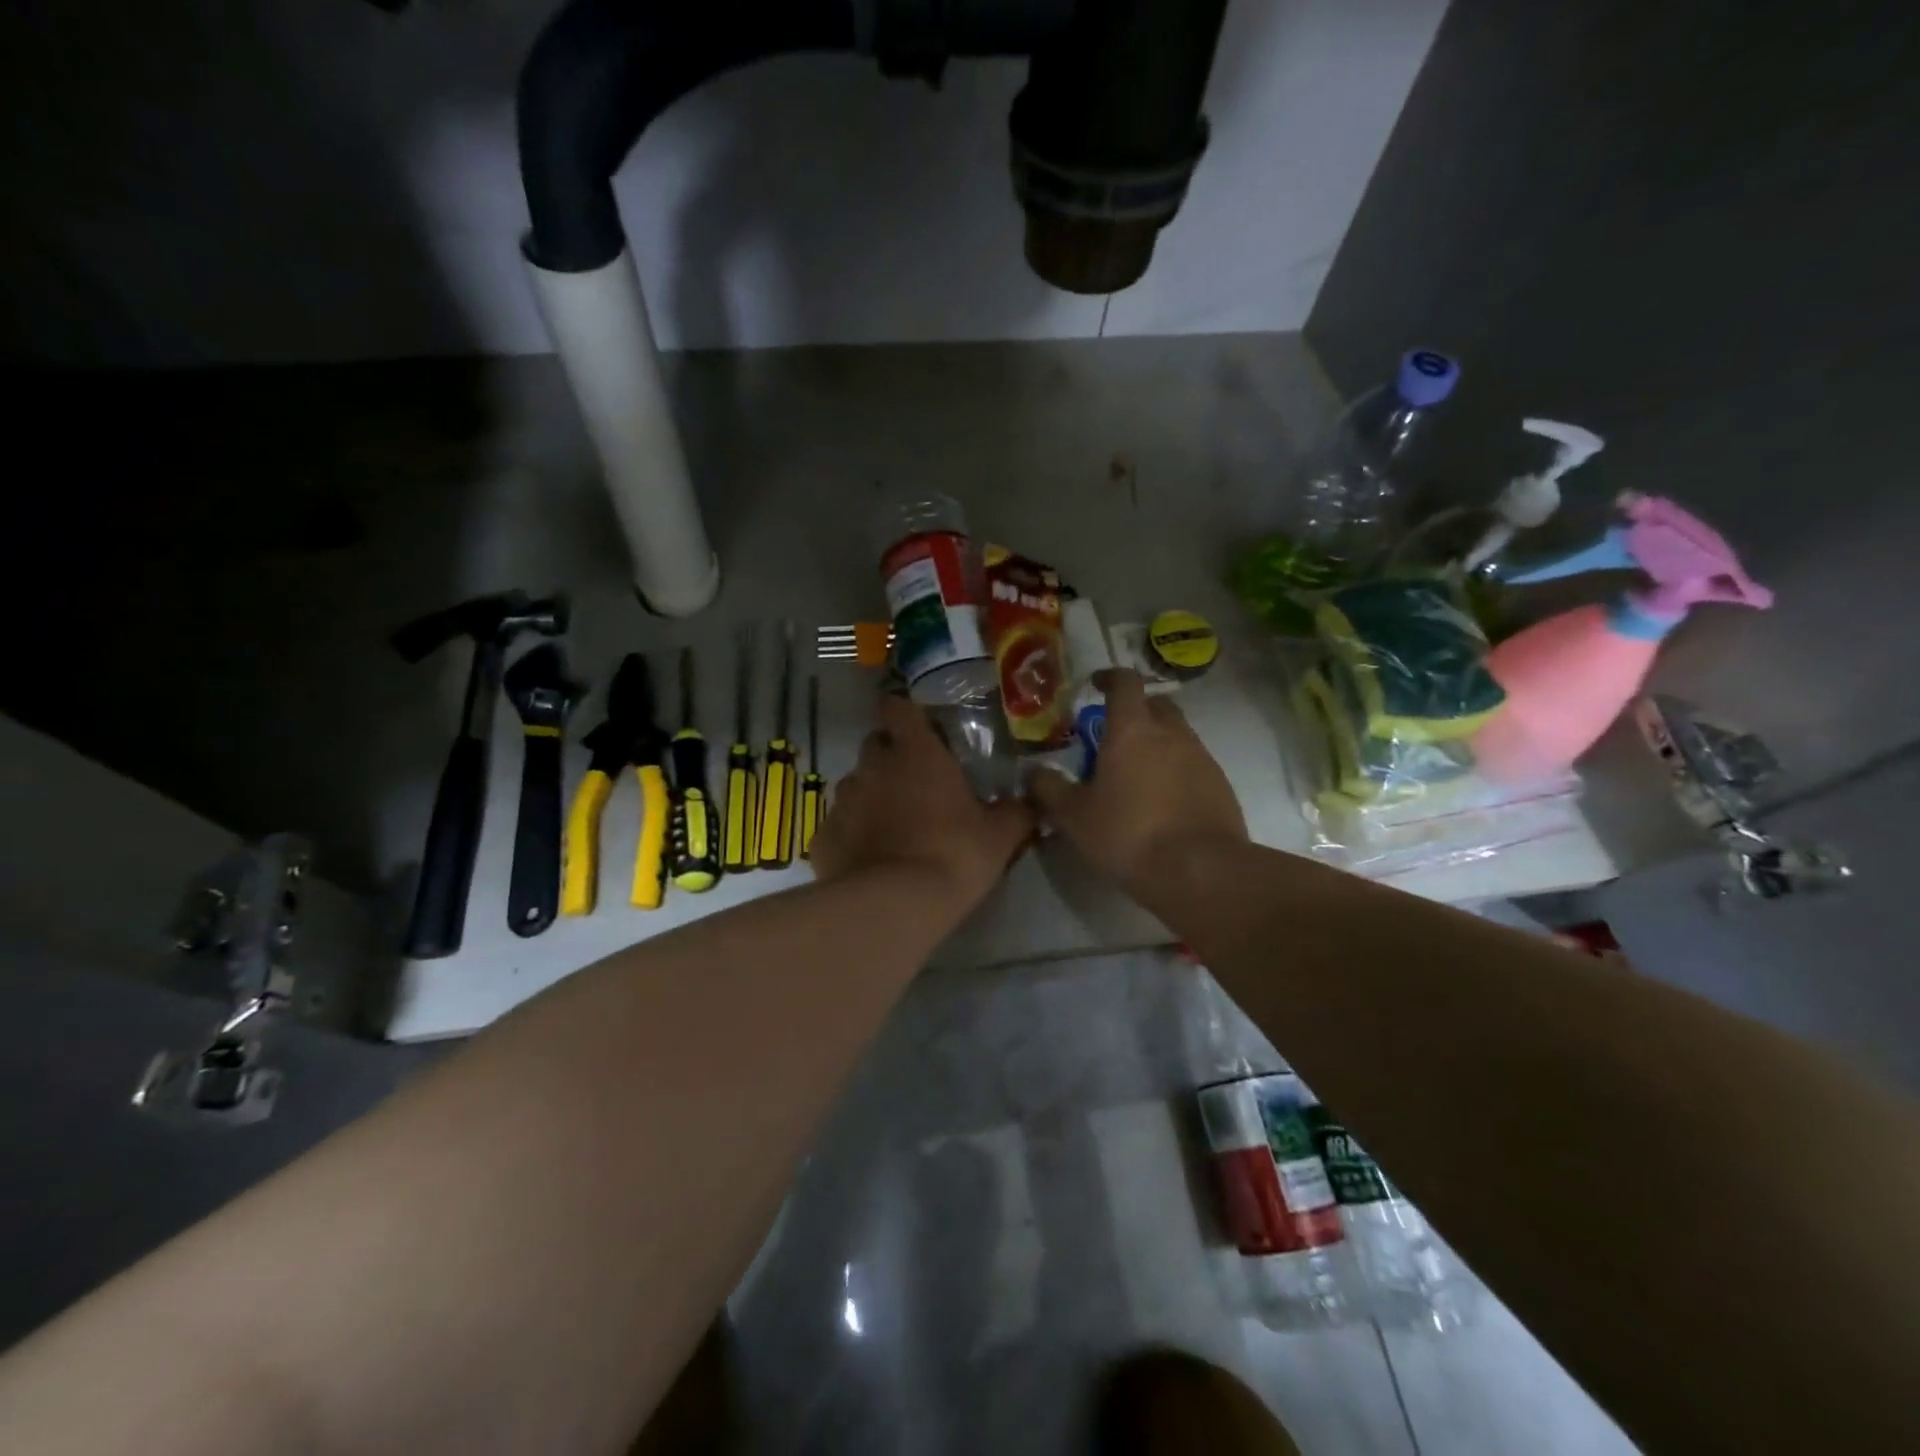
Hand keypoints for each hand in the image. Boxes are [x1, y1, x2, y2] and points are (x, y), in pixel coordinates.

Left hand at [812, 694, 1034, 910]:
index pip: (895, 708)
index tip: (917, 730)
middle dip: (891, 758)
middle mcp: (872, 766)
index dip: (903, 715)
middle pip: (875, 745)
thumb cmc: (953, 856)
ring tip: (894, 827)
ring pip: (856, 786)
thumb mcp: (1000, 836)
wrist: (894, 907)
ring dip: (872, 797)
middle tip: (915, 784)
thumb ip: (1016, 811)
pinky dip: (853, 835)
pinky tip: (870, 860)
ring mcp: (843, 801)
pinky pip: (840, 826)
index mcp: (915, 752)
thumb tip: (1034, 801)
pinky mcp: (823, 837)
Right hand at [1029, 669, 1246, 893]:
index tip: (1095, 685)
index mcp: (1133, 729)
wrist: (1199, 870)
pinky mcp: (1220, 785)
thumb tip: (1033, 773)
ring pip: (1177, 735)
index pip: (1125, 682)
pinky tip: (1162, 802)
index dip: (1109, 678)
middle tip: (1113, 736)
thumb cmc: (1128, 834)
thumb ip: (1049, 789)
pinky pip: (1194, 765)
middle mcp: (1172, 733)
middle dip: (1136, 711)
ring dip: (1157, 743)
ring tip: (1136, 775)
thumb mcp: (1074, 816)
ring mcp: (1202, 757)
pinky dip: (1176, 771)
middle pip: (1156, 705)